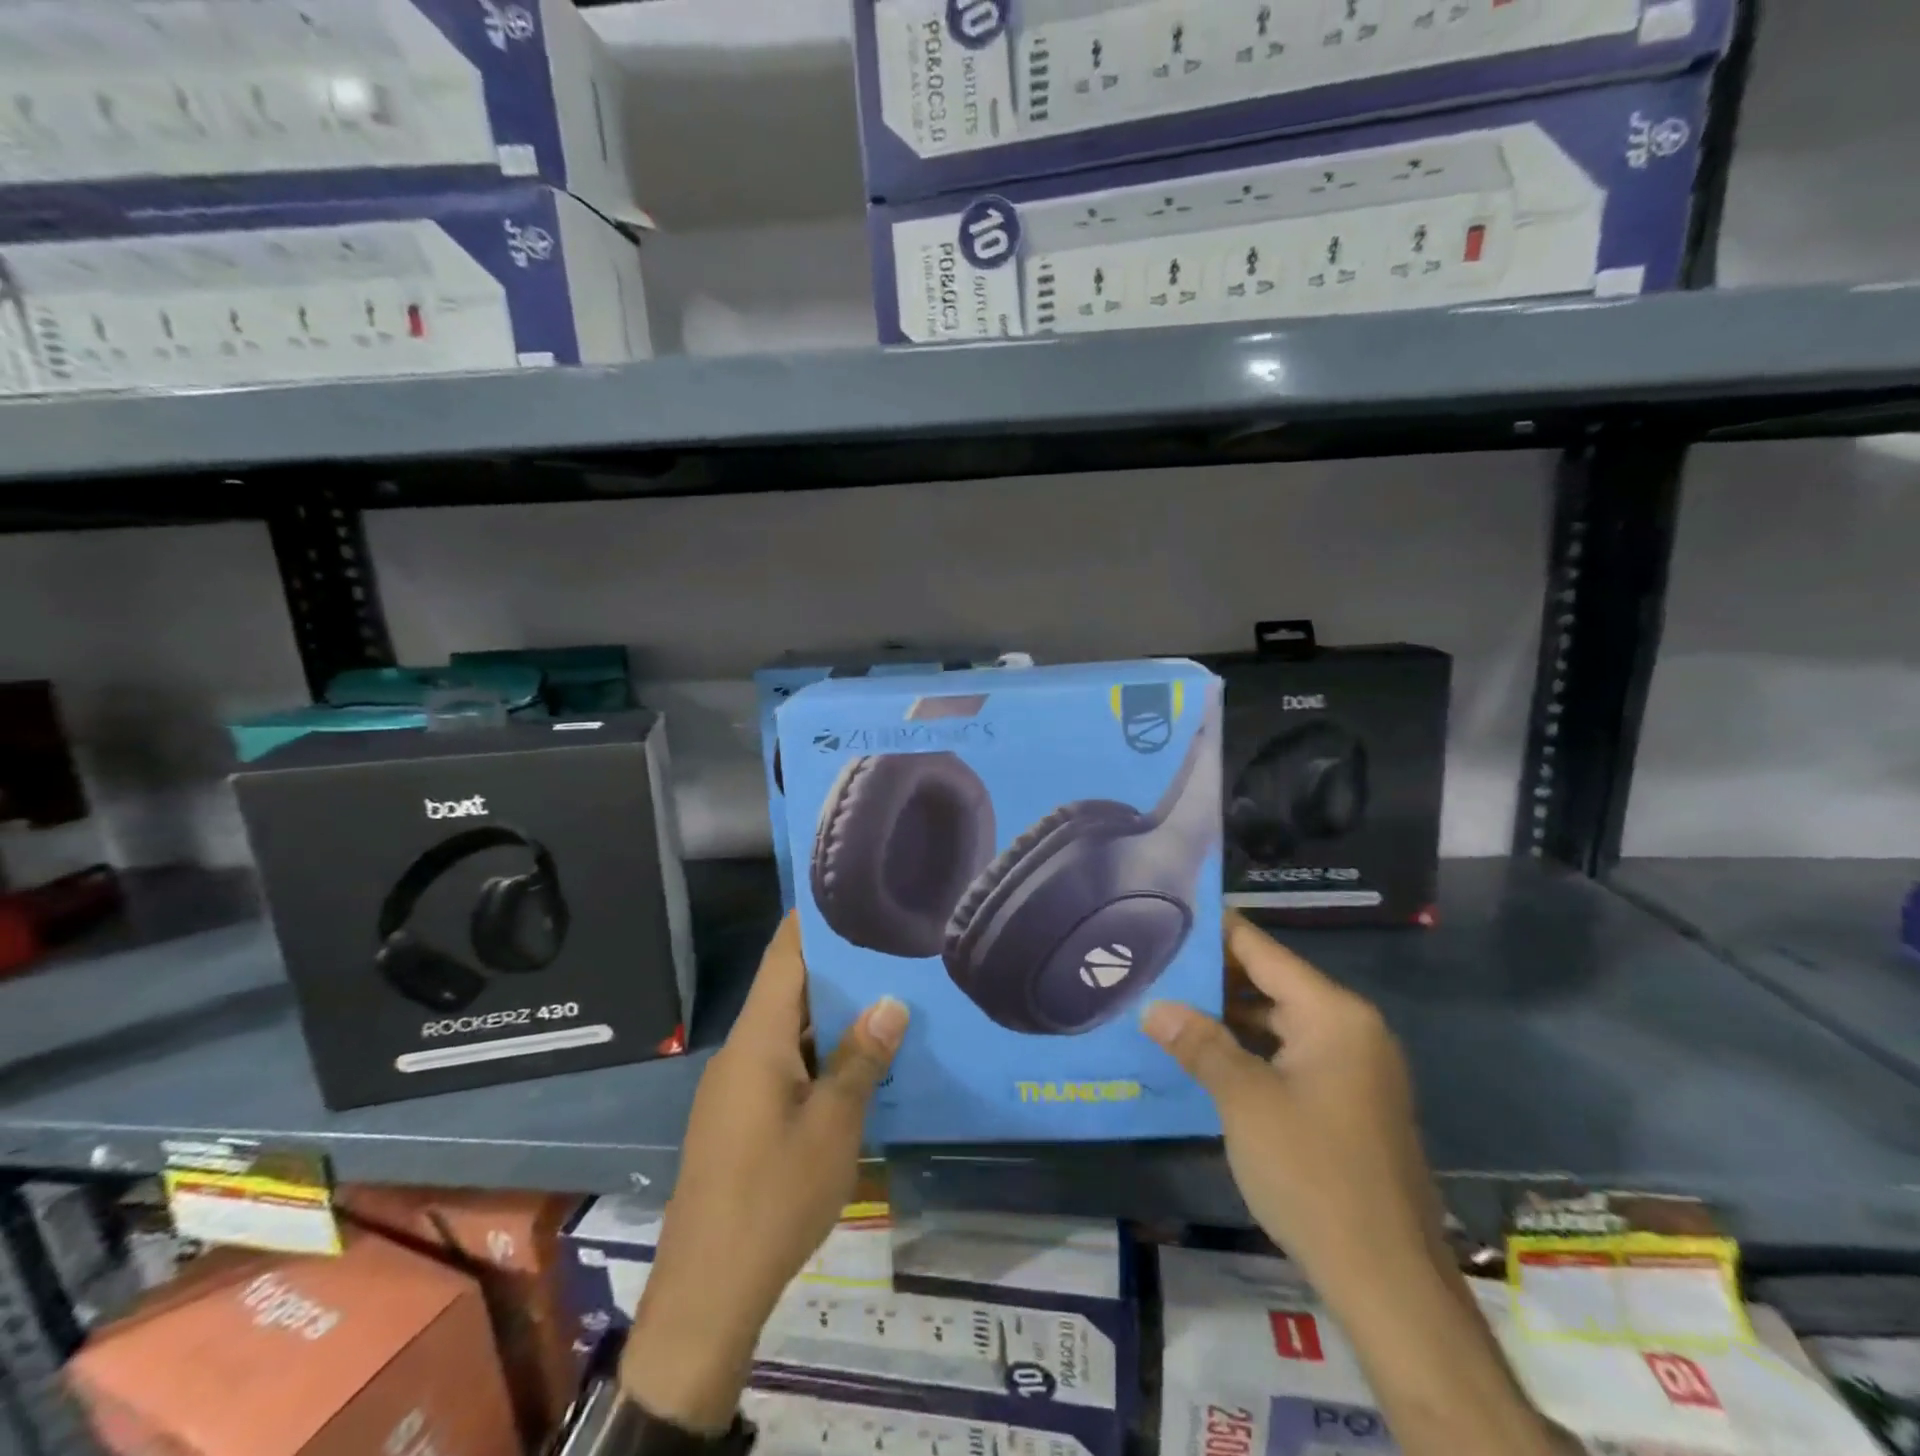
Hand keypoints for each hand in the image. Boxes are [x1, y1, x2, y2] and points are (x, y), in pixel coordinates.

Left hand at [619, 913, 907, 1431]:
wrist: (708, 1292)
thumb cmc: (774, 1196)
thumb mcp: (833, 1125)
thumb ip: (860, 1058)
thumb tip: (891, 1000)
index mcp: (758, 1040)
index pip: (783, 958)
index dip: (810, 921)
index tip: (845, 891)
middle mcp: (742, 1052)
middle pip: (788, 990)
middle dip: (835, 966)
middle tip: (888, 943)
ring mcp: (737, 1087)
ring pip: (789, 1029)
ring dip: (831, 1013)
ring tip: (885, 990)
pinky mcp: (740, 1118)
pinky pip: (784, 1063)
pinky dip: (819, 1050)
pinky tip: (858, 1058)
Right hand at [1144, 911, 1442, 1301]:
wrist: (1390, 1283)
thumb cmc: (1314, 1174)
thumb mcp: (1245, 1101)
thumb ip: (1200, 1044)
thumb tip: (1154, 1006)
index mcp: (1333, 1014)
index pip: (1262, 950)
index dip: (1215, 930)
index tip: (1167, 913)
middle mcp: (1349, 1028)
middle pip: (1270, 981)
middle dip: (1212, 975)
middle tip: (1153, 963)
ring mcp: (1353, 1066)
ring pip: (1278, 1019)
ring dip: (1227, 1013)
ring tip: (1166, 1001)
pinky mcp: (1348, 1100)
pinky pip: (1290, 1053)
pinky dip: (1250, 1047)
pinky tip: (1205, 1051)